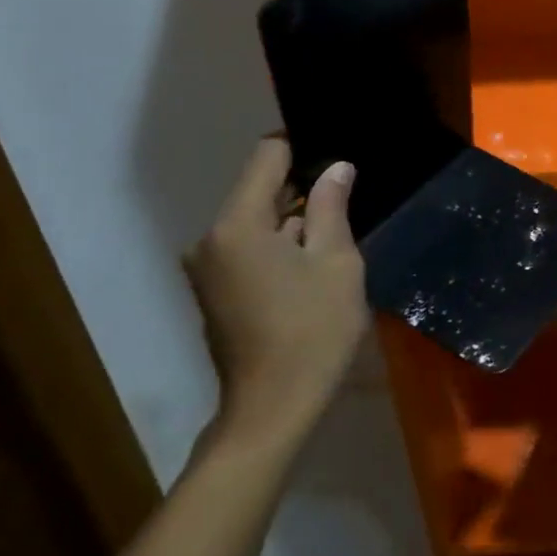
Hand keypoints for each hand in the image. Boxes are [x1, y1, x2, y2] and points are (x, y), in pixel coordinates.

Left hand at [183, 138, 366, 455]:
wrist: (273, 408)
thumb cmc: (313, 331)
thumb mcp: (336, 263)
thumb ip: (331, 208)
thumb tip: (337, 167)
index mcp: (237, 225)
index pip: (266, 157)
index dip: (302, 147)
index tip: (336, 156)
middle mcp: (210, 239)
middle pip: (259, 191)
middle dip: (302, 191)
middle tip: (349, 200)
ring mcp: (207, 268)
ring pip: (256, 223)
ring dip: (293, 224)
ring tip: (337, 238)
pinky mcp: (213, 292)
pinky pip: (248, 250)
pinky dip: (278, 249)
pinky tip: (312, 269)